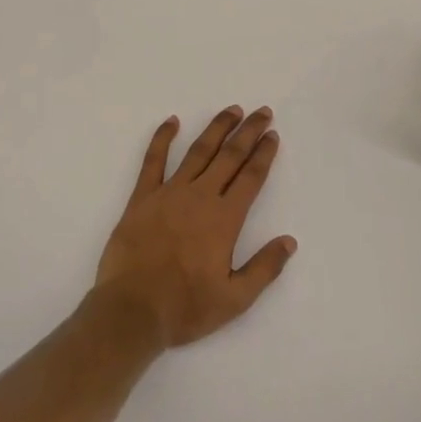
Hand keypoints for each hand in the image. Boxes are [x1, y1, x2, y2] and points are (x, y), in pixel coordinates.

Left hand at [94, 107, 297, 349]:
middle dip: (248, 132)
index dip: (264, 154)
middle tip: (262, 112)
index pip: (251, 178)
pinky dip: (162, 138)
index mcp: (224, 219)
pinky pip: (153, 160)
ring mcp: (169, 193)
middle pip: (229, 156)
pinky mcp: (142, 198)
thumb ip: (264, 268)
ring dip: (216, 128)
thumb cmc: (185, 308)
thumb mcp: (235, 299)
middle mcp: (200, 197)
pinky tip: (172, 121)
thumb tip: (289, 241)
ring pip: (198, 151)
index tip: (273, 136)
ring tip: (231, 111)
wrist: (131, 311)